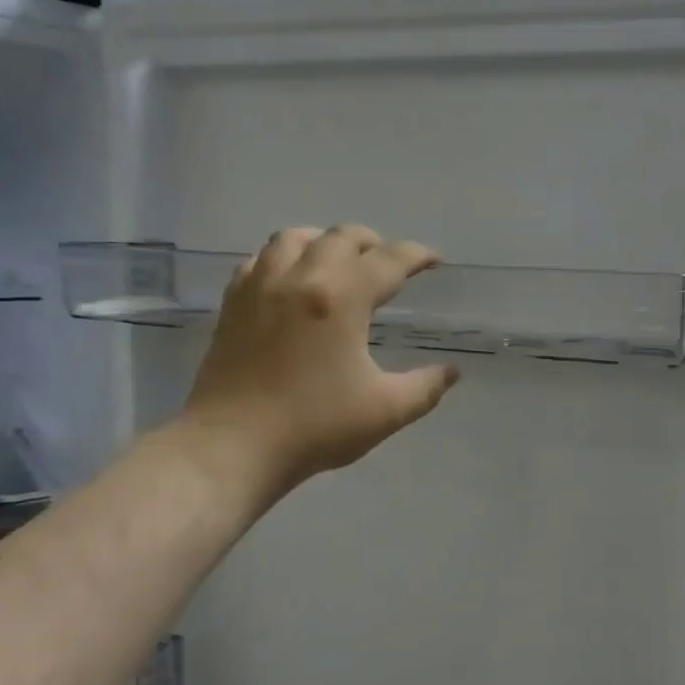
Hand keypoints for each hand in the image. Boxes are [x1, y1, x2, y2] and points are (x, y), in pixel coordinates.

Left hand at [177, 225, 459, 494]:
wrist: (233, 447)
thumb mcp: (386, 411)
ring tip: (338, 262)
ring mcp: (260, 287)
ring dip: (324, 241)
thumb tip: (451, 372)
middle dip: (372, 243)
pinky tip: (291, 280)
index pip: (389, 260)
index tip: (434, 261)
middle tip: (388, 264)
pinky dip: (283, 258)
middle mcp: (301, 278)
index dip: (417, 255)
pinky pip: (259, 259)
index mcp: (342, 298)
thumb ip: (425, 387)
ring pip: (294, 237)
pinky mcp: (233, 304)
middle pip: (341, 237)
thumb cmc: (314, 427)